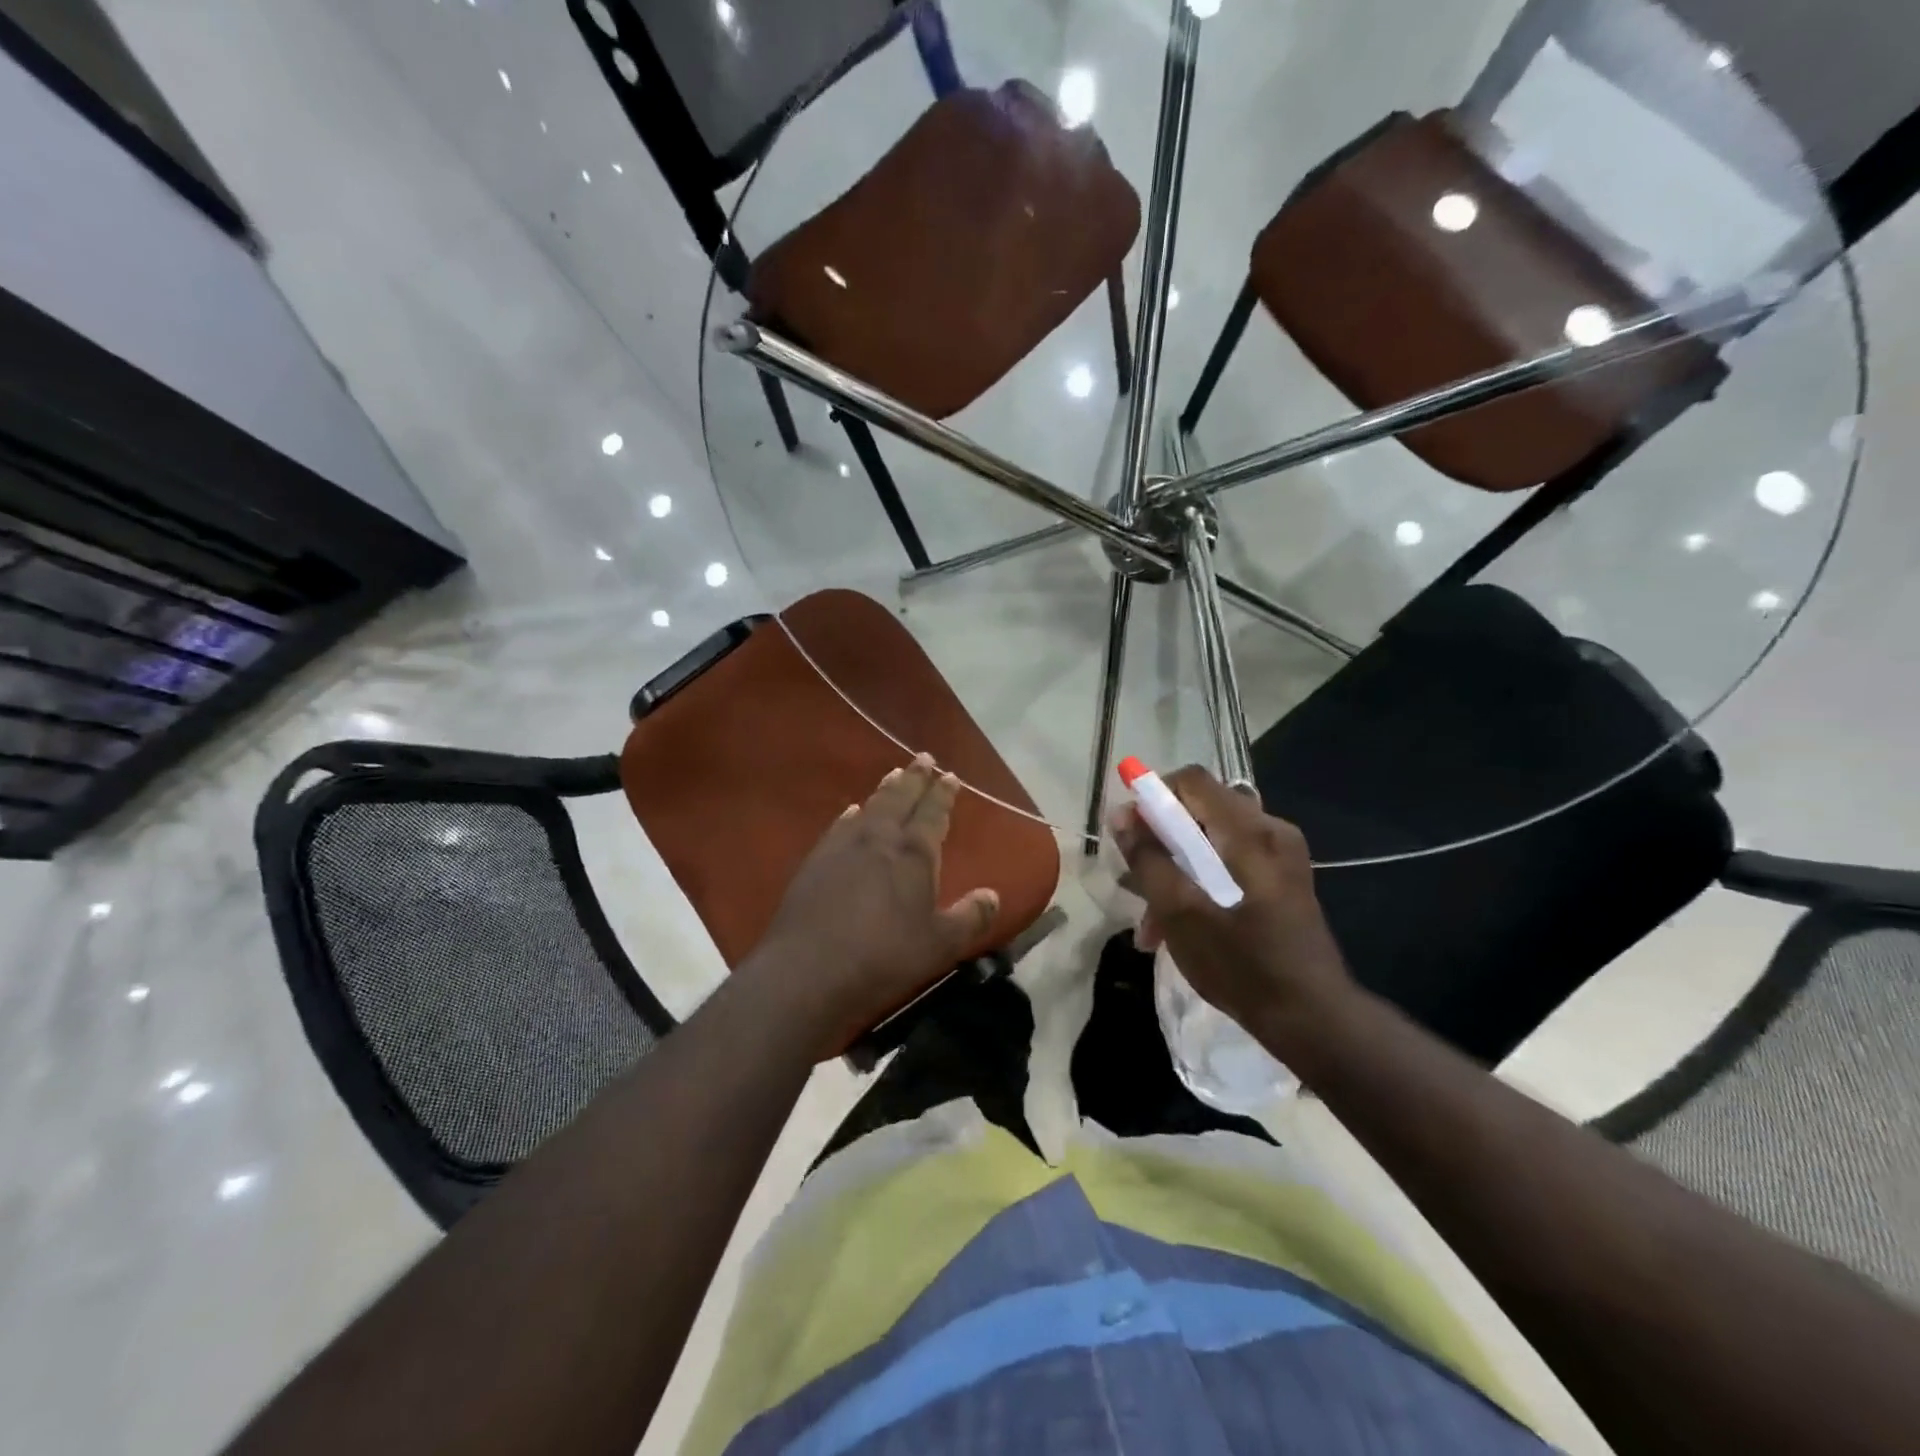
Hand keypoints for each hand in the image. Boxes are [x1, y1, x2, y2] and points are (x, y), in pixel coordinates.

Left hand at [750, 755, 999, 1059]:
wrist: (807, 968)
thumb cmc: (883, 956)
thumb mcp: (939, 945)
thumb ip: (970, 917)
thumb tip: (993, 895)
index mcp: (914, 854)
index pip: (933, 813)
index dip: (944, 794)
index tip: (951, 776)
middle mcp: (880, 838)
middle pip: (901, 798)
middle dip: (916, 777)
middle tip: (925, 758)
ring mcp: (844, 845)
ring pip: (871, 806)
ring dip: (886, 788)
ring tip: (896, 773)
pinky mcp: (816, 860)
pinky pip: (840, 824)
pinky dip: (852, 813)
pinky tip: (852, 811)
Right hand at [1112, 766, 1351, 1043]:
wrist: (1314, 1020)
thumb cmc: (1243, 965)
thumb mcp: (1181, 913)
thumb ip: (1148, 860)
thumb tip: (1122, 816)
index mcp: (1250, 831)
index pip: (1191, 780)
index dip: (1152, 797)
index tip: (1130, 835)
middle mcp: (1270, 831)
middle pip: (1199, 811)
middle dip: (1160, 843)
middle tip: (1135, 883)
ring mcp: (1280, 856)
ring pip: (1211, 842)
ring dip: (1175, 871)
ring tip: (1150, 922)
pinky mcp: (1282, 881)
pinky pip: (1229, 863)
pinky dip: (1200, 884)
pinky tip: (1178, 926)